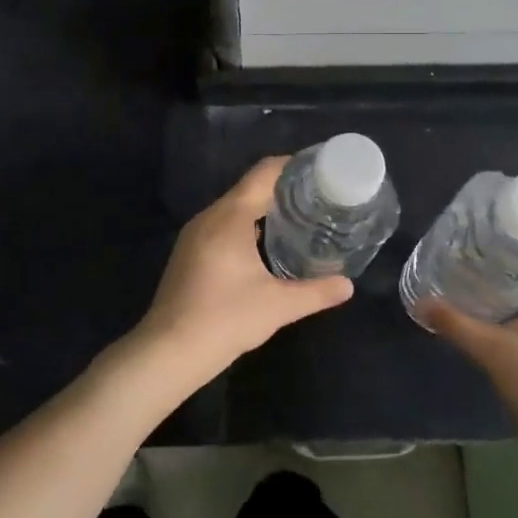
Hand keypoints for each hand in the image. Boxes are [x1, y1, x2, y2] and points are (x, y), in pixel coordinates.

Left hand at [127, 156, 353, 395]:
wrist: (169, 350)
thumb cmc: (226, 319)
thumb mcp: (279, 306)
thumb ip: (317, 292)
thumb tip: (348, 285)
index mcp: (230, 216)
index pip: (263, 173)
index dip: (291, 166)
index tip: (319, 170)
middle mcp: (209, 216)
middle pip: (249, 188)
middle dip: (282, 189)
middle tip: (316, 198)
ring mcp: (194, 234)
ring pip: (234, 207)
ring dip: (263, 208)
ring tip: (297, 219)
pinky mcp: (188, 252)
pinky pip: (222, 225)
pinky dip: (246, 225)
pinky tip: (264, 246)